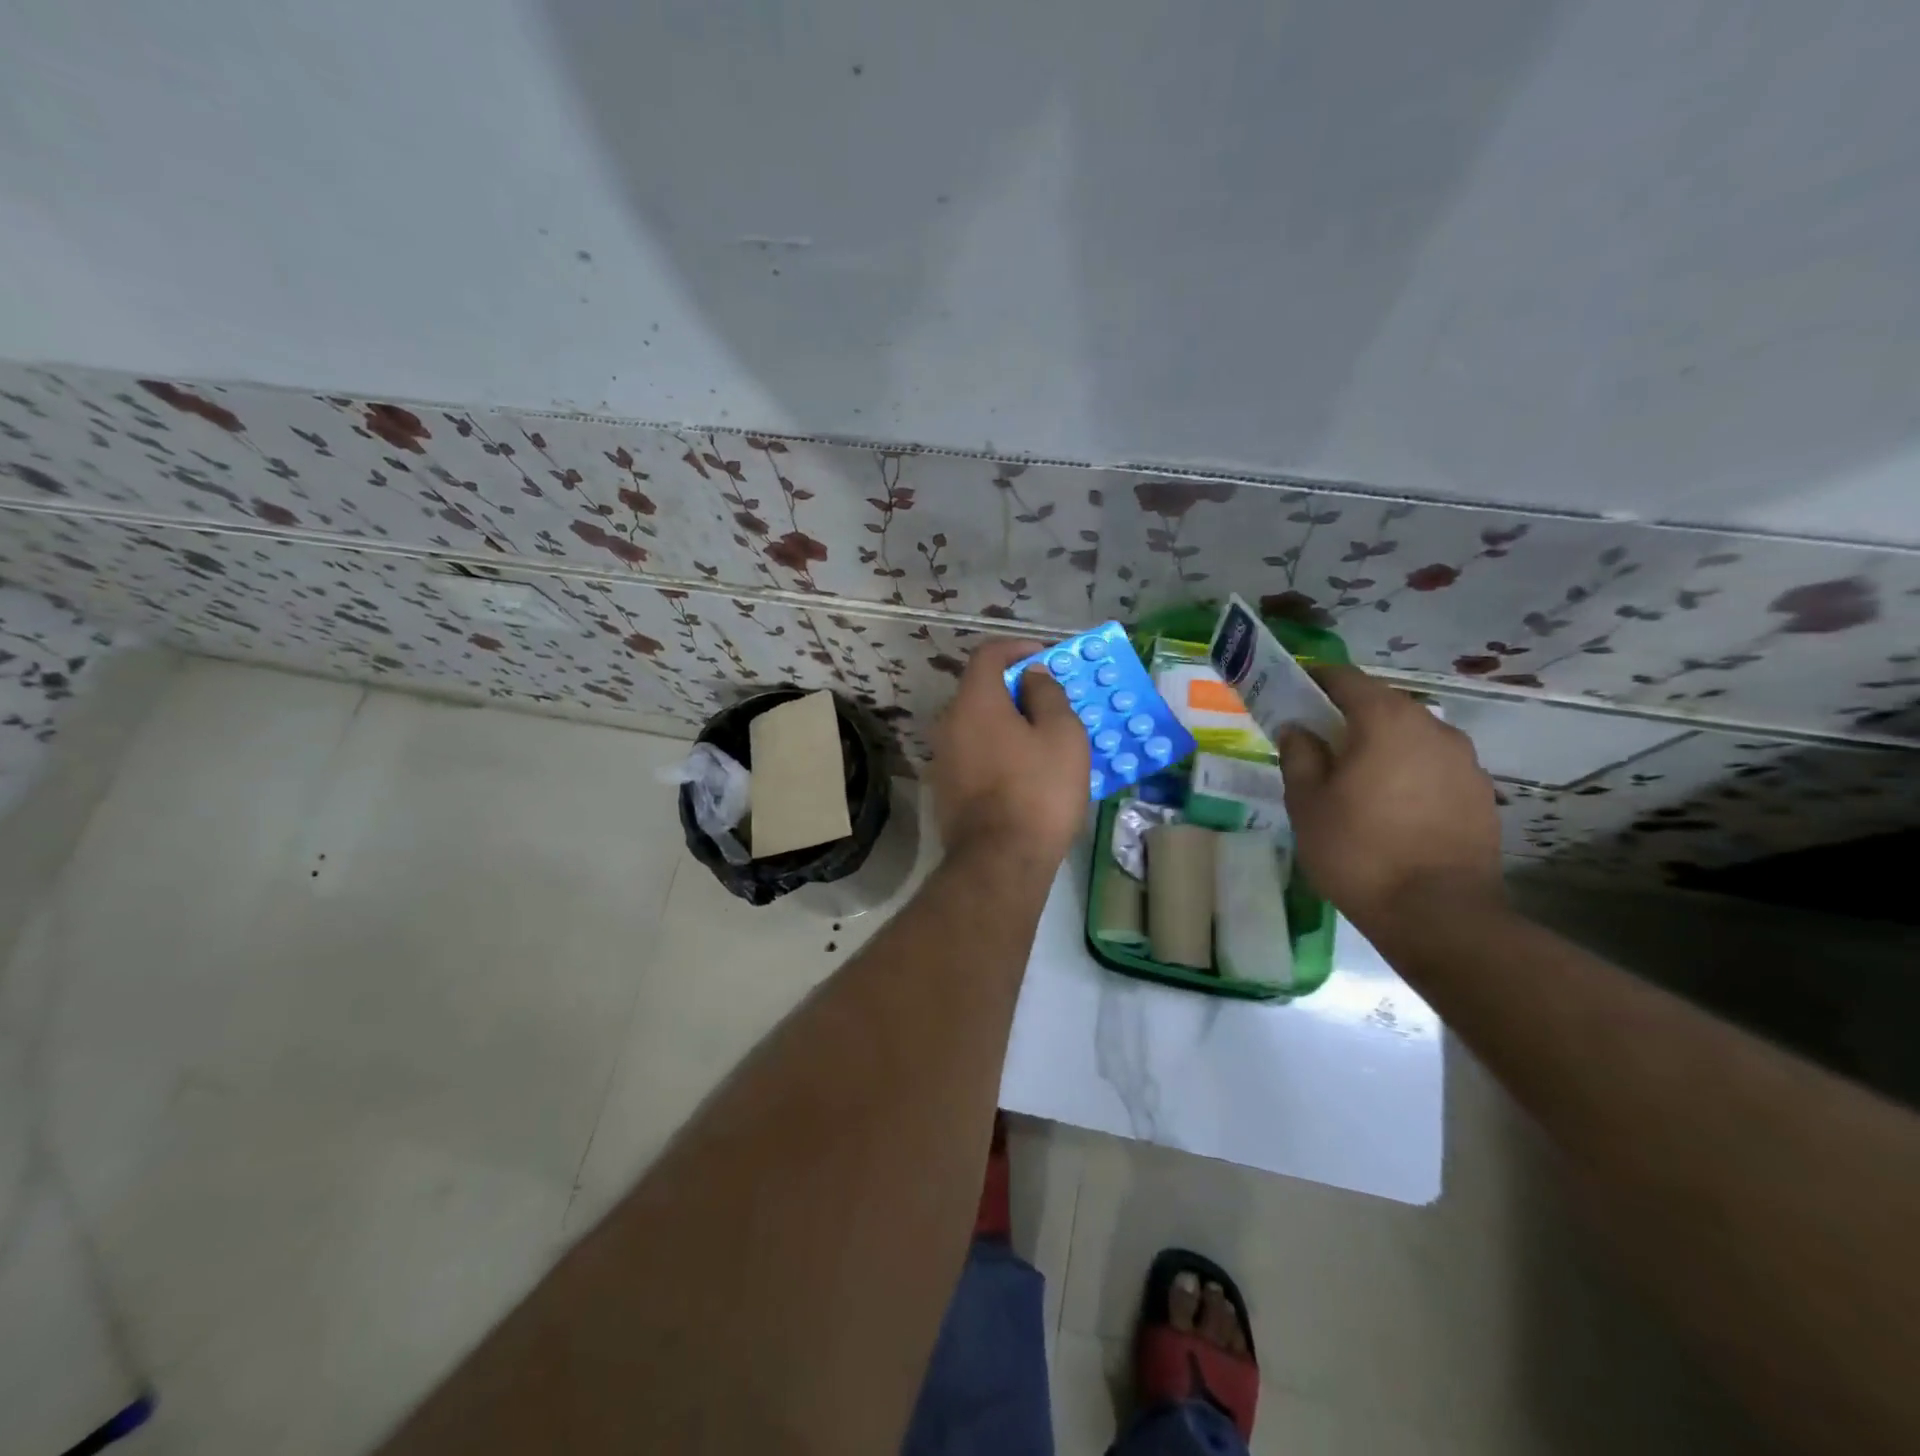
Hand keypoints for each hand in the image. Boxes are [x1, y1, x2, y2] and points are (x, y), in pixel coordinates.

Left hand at [931, 640, 1090, 869]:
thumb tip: (1031, 675)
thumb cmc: (1038, 791)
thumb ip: (1047, 694)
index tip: (1045, 658)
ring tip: (1040, 739)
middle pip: (980, 690)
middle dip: (1015, 688)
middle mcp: (949, 722)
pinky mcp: (944, 788)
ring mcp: (942, 757)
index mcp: (975, 702)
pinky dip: (995, 749)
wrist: (1000, 861)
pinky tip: (1021, 771)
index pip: (988, 654)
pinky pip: (973, 752)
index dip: (1017, 648)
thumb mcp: (1062, 735)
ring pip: (976, 724)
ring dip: (1005, 722)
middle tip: (1049, 703)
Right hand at [1280, 667, 1503, 931]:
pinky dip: (1409, 772)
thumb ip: (1299, 755)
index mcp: (1386, 721)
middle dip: (1349, 715)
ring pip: (1412, 737)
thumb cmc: (1358, 850)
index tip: (1294, 689)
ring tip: (1357, 778)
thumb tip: (1299, 730)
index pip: (1346, 679)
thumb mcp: (1307, 802)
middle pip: (1383, 705)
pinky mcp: (1481, 794)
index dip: (1316, 679)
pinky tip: (1393, 807)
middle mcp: (1433, 728)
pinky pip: (1434, 767)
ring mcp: (1465, 761)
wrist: (1438, 914)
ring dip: (1383, 745)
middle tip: (1320, 740)